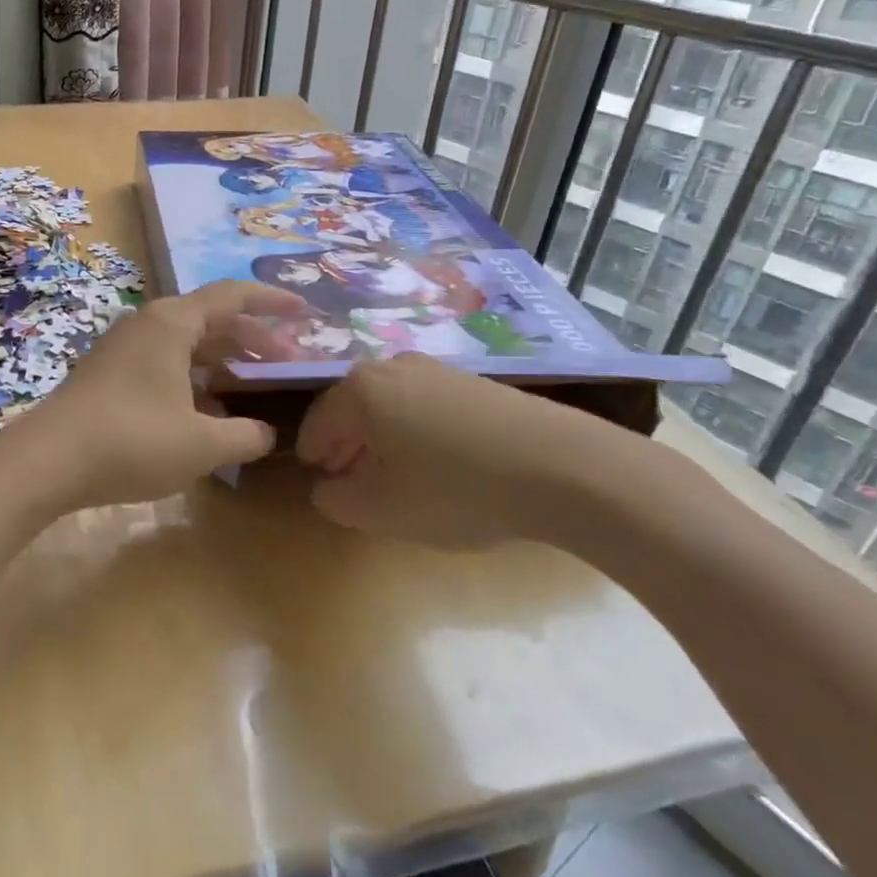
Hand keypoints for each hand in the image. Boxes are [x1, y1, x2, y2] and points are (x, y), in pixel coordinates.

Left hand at [19, 281, 306, 513]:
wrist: (47, 461)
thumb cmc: (131, 441)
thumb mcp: (201, 445)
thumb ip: (245, 436)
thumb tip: (265, 433)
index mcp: (173, 322)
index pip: (234, 296)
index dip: (273, 301)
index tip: (306, 312)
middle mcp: (149, 323)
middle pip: (213, 319)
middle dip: (254, 339)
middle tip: (291, 363)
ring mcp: (126, 347)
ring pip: (188, 343)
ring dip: (225, 360)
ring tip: (257, 386)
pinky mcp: (111, 372)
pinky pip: (167, 362)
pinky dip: (196, 378)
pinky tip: (212, 412)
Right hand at [295, 354, 629, 550]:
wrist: (562, 467)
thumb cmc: (455, 488)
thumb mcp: (382, 510)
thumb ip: (338, 500)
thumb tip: (329, 487)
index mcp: (360, 390)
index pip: (317, 423)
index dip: (314, 457)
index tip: (320, 484)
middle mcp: (392, 366)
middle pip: (353, 408)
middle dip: (347, 446)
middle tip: (353, 483)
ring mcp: (438, 369)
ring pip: (391, 405)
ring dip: (383, 439)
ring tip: (397, 477)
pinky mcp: (475, 382)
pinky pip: (426, 405)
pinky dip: (418, 432)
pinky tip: (440, 465)